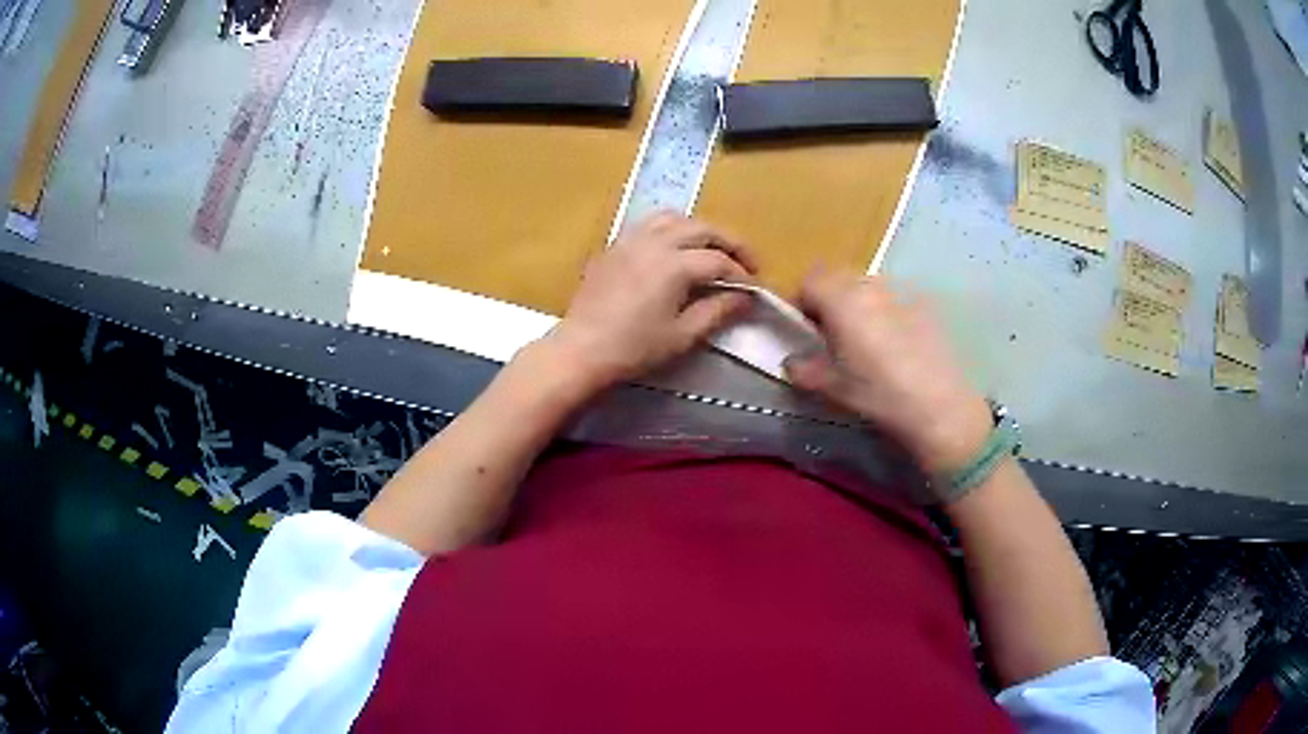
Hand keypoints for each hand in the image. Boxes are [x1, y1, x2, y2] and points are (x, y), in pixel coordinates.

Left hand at [545, 211, 755, 387]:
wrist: (581, 349)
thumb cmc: (634, 348)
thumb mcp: (682, 335)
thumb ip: (717, 311)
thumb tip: (744, 297)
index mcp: (674, 265)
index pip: (718, 261)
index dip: (741, 274)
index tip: (754, 288)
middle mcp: (654, 242)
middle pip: (702, 228)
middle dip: (729, 242)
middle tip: (746, 262)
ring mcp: (631, 239)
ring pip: (674, 218)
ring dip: (699, 229)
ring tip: (711, 249)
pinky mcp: (614, 246)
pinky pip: (648, 224)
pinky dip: (671, 229)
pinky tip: (674, 248)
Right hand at [784, 268, 992, 475]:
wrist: (939, 405)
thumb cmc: (878, 394)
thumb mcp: (832, 388)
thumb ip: (804, 370)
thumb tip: (791, 362)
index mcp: (841, 300)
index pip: (808, 281)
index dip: (802, 303)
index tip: (807, 331)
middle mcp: (869, 286)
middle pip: (839, 277)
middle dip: (830, 300)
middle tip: (834, 336)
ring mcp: (900, 293)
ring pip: (868, 286)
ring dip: (859, 304)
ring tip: (868, 342)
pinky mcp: (925, 306)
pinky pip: (894, 300)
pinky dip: (887, 314)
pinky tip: (897, 347)